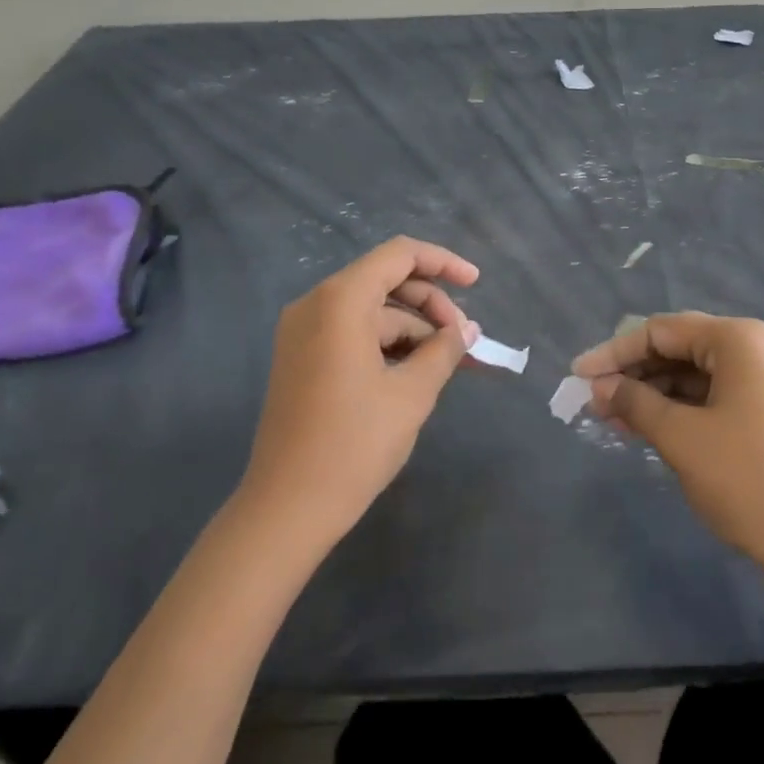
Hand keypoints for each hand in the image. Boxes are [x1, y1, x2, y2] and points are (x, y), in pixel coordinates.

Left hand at [242, 237, 479, 547]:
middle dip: (431, 305)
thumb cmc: (354, 444)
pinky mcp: (301, 358)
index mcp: (340, 301)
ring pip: (372, 312)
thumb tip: (467, 331)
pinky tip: (415, 373)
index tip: (477, 284)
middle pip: (386, 281)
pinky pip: (353, 334)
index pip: (399, 255)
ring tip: (448, 364)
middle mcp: (316, 305)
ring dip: (413, 330)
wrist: (286, 509)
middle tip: (465, 341)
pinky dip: (387, 345)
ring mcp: (303, 332)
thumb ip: (445, 351)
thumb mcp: (411, 394)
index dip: (443, 263)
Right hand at [572, 313, 763, 572]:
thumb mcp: (680, 438)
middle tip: (594, 402)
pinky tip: (651, 429)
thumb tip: (600, 386)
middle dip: (633, 373)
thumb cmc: (747, 480)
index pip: (661, 331)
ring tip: (615, 421)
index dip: (614, 352)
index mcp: (739, 339)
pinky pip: (716, 396)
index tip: (577, 376)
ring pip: (696, 374)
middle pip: (680, 348)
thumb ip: (635, 402)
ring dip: (654, 394)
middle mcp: (757, 348)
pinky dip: (681, 409)